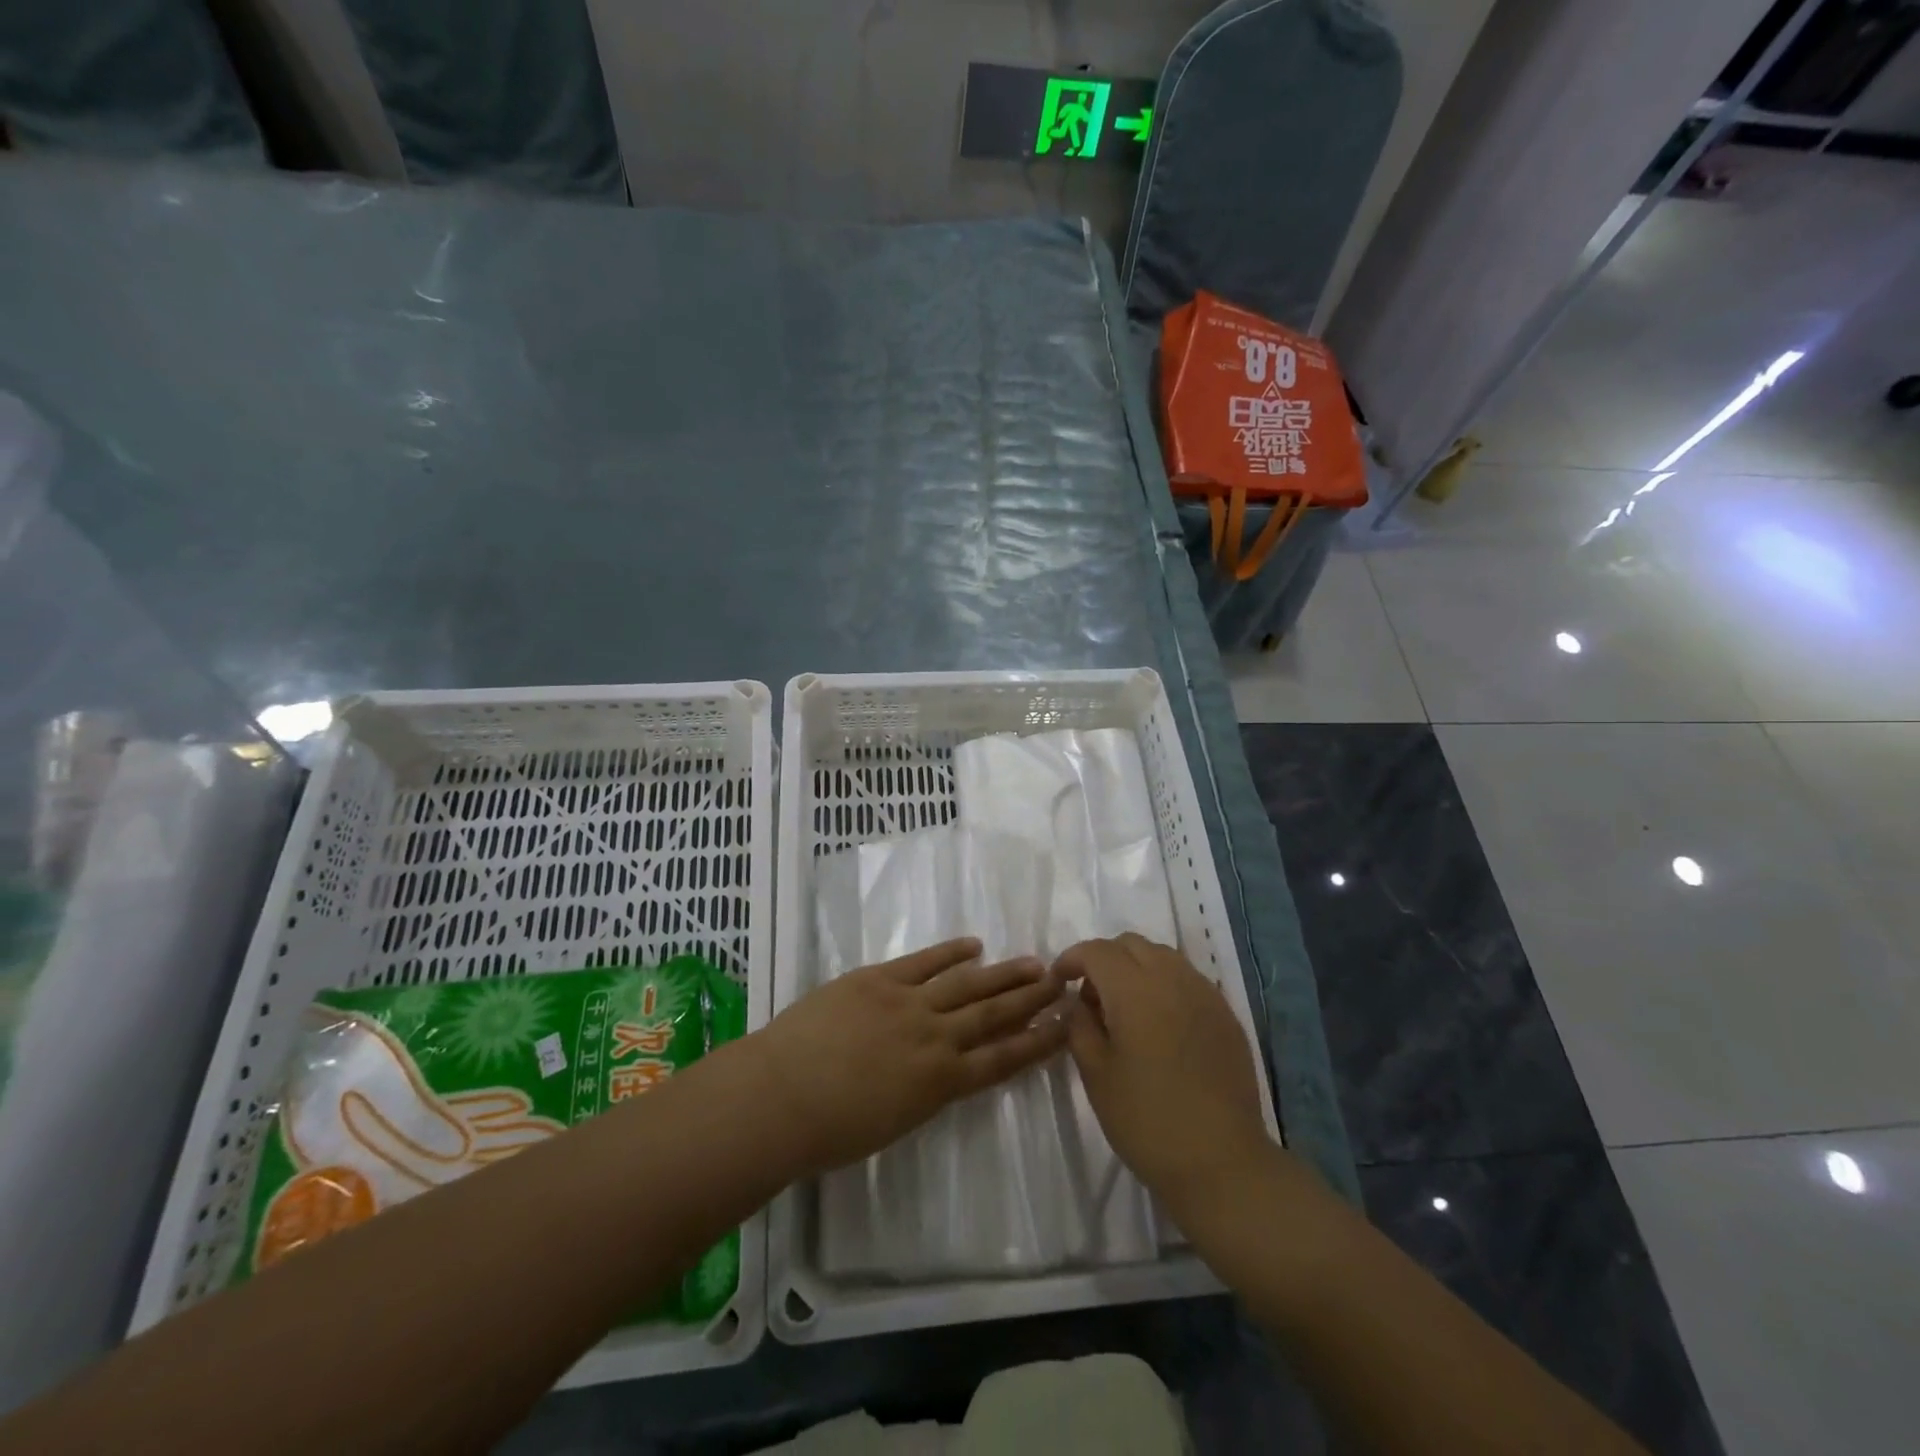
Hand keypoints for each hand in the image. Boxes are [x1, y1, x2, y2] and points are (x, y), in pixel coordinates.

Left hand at [755, 938, 1068, 1175]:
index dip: (1035, 1043)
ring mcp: (909, 1004)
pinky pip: (924, 961)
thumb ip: (925, 1092)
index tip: (1063, 1027)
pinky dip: (951, 952)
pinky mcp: (880, 979)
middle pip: (993, 1015)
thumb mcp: (894, 1123)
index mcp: (940, 1085)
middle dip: (1030, 1000)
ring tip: (1034, 962)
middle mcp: (936, 1040)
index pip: (1001, 1060)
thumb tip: (943, 1070)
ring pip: (967, 984)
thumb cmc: (831, 1132)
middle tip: (1061, 982)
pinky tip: (974, 945)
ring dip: (1003, 973)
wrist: (781, 1097)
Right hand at [1057, 934, 1272, 1205]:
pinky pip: (1188, 979)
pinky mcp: (1226, 1014)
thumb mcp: (1096, 1074)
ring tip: (1127, 1009)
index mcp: (1134, 989)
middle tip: (1092, 998)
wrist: (1221, 1162)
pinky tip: (1161, 1024)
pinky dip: (1165, 985)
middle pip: (1130, 944)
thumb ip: (1080, 1025)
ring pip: (1162, 956)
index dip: (1072, 959)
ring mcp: (1205, 993)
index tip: (1059, 982)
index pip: (1096, 951)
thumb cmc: (1146, 1120)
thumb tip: (1078, 1002)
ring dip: (1136, 968)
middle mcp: (1172, 978)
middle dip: (1104, 959)